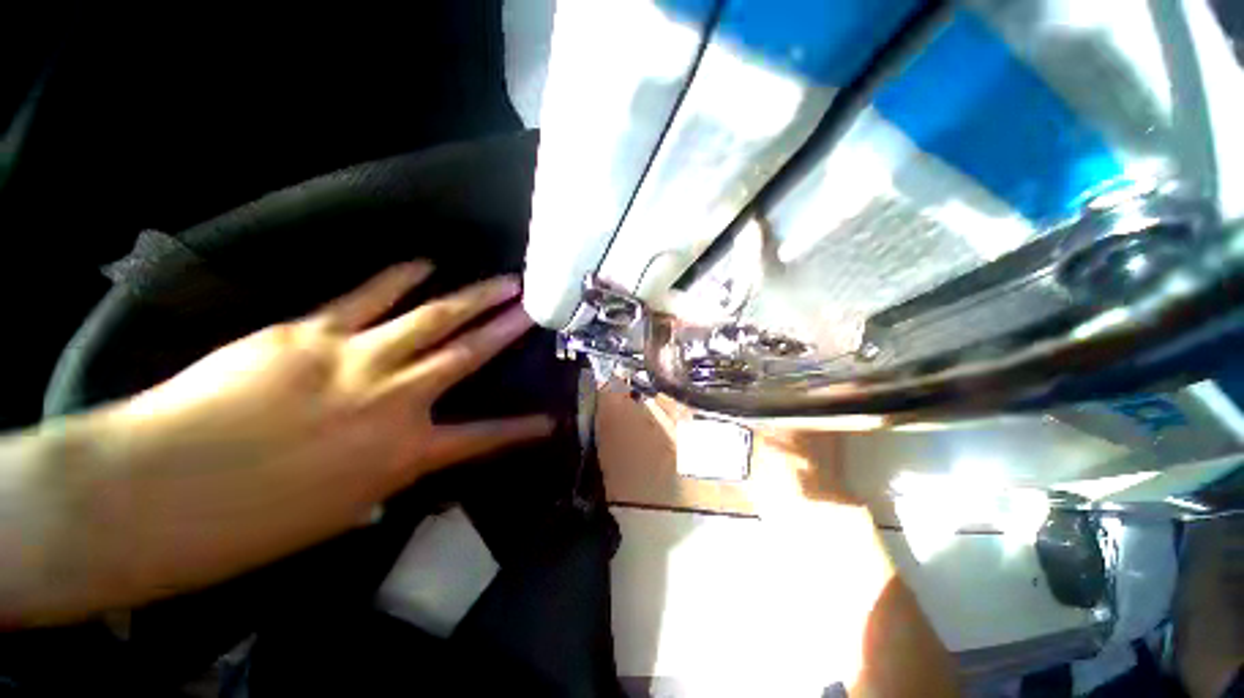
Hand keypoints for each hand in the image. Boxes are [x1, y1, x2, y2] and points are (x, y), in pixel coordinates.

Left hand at [80, 262, 551, 604]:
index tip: (550, 422)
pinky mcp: (310, 331)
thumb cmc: (243, 526)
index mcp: (401, 454)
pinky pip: (367, 297)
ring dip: (474, 298)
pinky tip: (424, 263)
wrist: (149, 492)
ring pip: (433, 318)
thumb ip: (379, 482)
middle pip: (468, 355)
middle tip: (535, 310)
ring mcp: (355, 358)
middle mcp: (394, 399)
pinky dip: (399, 278)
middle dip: (508, 331)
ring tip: (504, 281)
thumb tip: (400, 466)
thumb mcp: (333, 515)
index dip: (521, 431)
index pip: (482, 439)